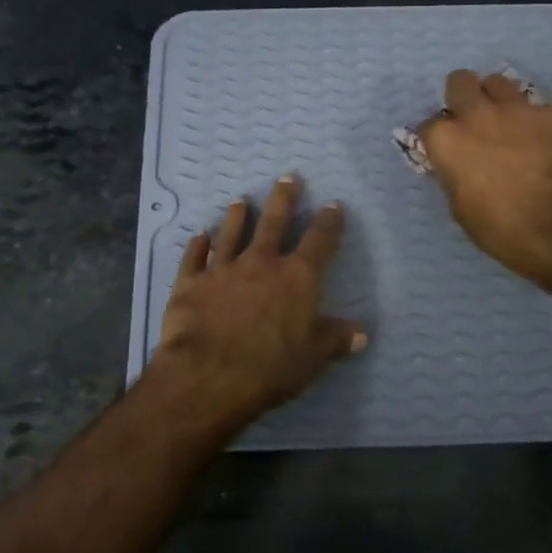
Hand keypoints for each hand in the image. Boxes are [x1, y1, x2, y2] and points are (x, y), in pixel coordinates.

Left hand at [150, 175, 365, 425]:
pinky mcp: (190, 284)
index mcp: (297, 277)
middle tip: (288, 177)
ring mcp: (222, 270)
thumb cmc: (271, 366)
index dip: (329, 222)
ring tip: (239, 200)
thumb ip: (335, 340)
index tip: (334, 205)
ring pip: (230, 234)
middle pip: (274, 222)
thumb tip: (362, 334)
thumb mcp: (312, 357)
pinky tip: (198, 236)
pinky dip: (196, 246)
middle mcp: (261, 263)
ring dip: (236, 217)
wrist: (209, 375)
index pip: (319, 241)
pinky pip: (193, 258)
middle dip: (283, 198)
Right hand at [417, 69, 551, 284]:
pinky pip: (537, 107)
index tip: (448, 149)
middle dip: (463, 96)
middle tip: (474, 119)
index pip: (429, 125)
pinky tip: (543, 142)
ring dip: (498, 99)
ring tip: (509, 122)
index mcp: (446, 139)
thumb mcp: (458, 204)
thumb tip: (459, 163)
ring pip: (498, 82)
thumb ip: (454, 172)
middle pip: (460, 81)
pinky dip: (535, 122)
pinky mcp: (550, 113)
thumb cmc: (497, 226)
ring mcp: (516, 109)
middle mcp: (476, 114)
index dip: (439, 137)